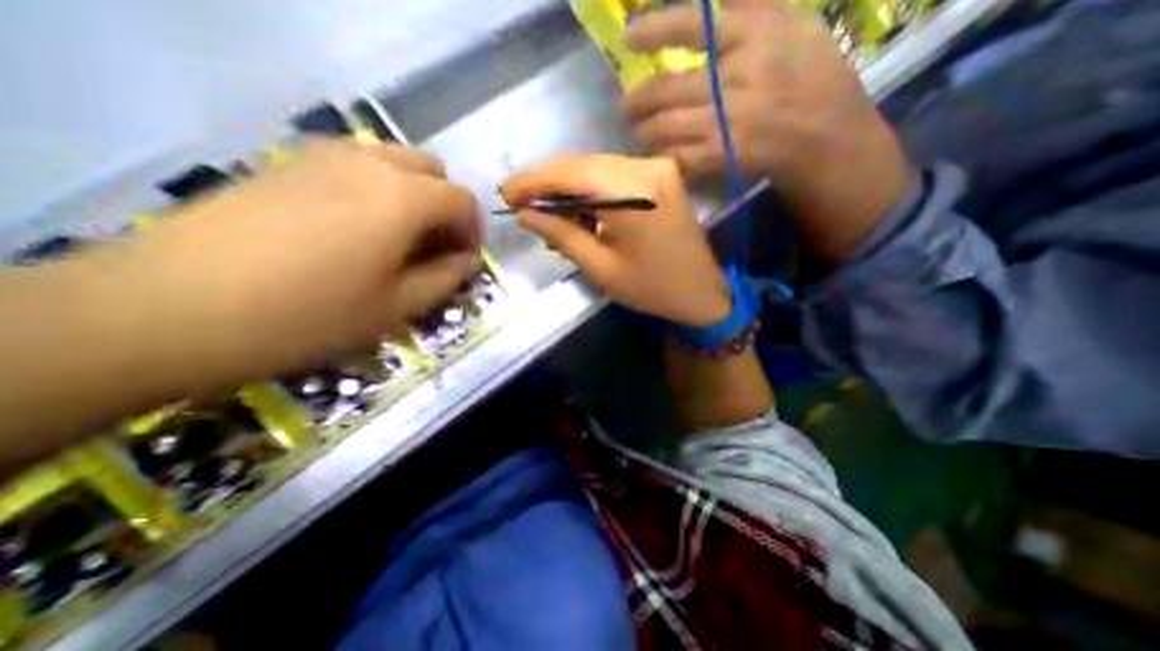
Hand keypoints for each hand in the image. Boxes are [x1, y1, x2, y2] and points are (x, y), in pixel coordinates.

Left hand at [100, 138, 479, 382]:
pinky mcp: (291, 162)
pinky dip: (377, 187)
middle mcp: (372, 163)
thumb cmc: (312, 315)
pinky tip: (357, 226)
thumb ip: (447, 278)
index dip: (473, 230)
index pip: (462, 201)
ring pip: (396, 162)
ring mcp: (326, 155)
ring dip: (414, 195)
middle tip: (435, 247)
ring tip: (398, 238)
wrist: (174, 307)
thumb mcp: (400, 306)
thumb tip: (469, 260)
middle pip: (433, 171)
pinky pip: (357, 163)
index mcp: (404, 198)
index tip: (465, 259)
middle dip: (446, 208)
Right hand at [504, 154, 727, 327]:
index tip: (506, 194)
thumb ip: (562, 235)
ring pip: (596, 166)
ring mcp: (657, 167)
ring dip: (567, 185)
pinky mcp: (661, 174)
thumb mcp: (601, 269)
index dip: (533, 180)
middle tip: (520, 202)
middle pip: (581, 164)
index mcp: (634, 194)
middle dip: (547, 182)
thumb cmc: (652, 289)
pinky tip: (577, 209)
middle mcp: (647, 167)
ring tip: (545, 210)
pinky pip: (613, 173)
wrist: (701, 292)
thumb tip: (526, 214)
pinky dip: (590, 188)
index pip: (570, 173)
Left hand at [621, 0, 910, 264]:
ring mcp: (725, 122)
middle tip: (625, 107)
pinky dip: (663, 155)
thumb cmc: (814, 79)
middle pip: (665, 89)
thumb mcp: (794, 26)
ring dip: (644, 131)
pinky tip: (657, 153)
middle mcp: (735, 78)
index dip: (653, 30)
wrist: (827, 138)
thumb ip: (751, 9)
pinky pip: (678, 156)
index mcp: (755, 36)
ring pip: (665, 127)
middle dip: (635, 102)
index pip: (691, 26)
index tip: (627, 37)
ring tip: (638, 131)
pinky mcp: (721, 157)